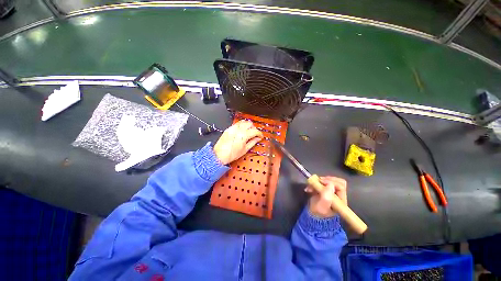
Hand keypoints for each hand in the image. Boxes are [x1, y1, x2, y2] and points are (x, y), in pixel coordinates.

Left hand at [213, 120, 262, 164]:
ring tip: (248, 131)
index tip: (260, 136)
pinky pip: (237, 124)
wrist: (219, 155)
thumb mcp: (245, 150)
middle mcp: (238, 130)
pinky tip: (242, 131)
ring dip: (248, 125)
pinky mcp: (228, 129)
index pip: (255, 131)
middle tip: (255, 134)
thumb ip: (252, 142)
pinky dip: (241, 125)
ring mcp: (233, 128)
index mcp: (243, 135)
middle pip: (250, 124)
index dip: (259, 133)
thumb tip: (258, 139)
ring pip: (243, 122)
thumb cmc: (231, 154)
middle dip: (254, 128)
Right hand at [305, 176, 346, 217]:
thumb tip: (330, 184)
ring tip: (310, 186)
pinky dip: (315, 183)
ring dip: (319, 181)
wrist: (312, 217)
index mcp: (340, 200)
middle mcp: (337, 195)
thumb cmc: (318, 213)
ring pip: (329, 180)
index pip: (340, 186)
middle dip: (326, 179)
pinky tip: (309, 188)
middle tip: (318, 181)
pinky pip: (322, 182)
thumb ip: (326, 197)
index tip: (321, 182)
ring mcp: (331, 192)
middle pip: (337, 181)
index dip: (331, 182)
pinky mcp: (324, 190)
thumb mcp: (322, 207)